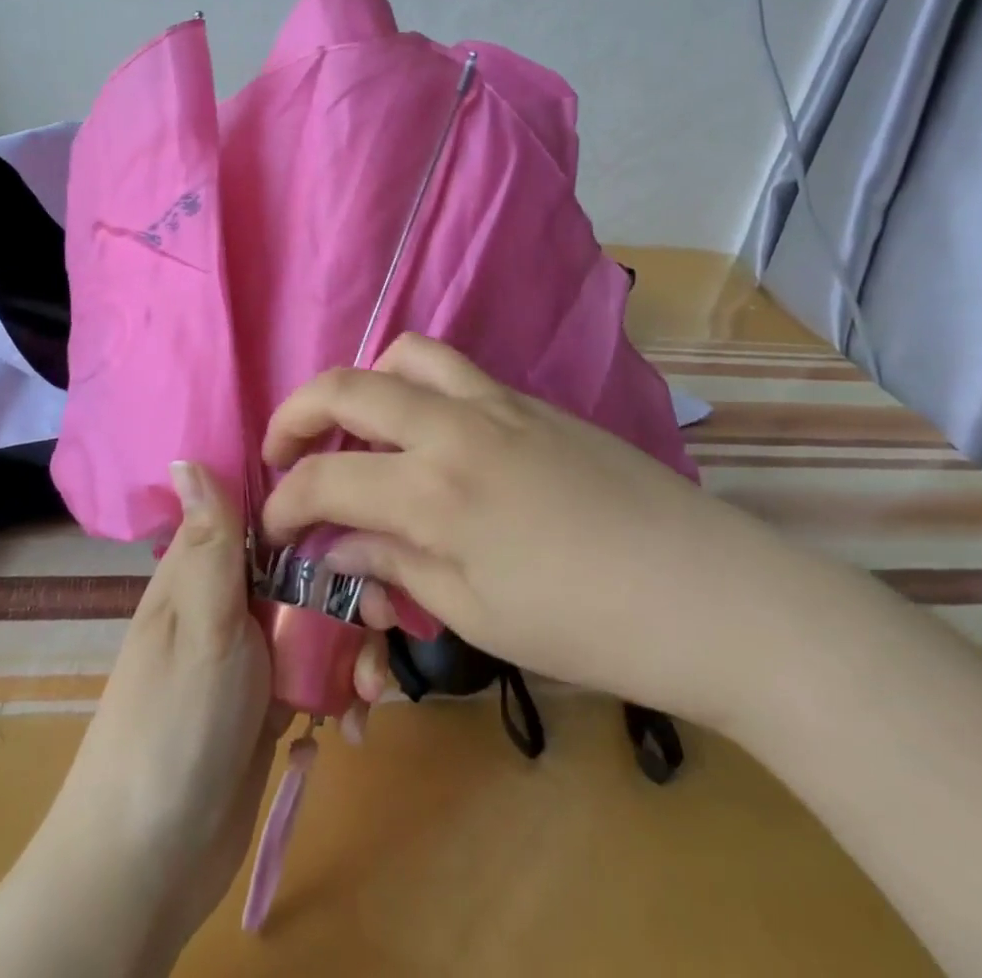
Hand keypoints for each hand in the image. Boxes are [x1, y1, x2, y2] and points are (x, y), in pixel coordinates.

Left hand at [0, 462, 387, 976]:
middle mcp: (232, 599)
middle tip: (385, 623)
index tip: (368, 517)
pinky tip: (358, 722)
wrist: (149, 863)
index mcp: (205, 569)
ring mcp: (256, 651)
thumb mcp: (199, 624)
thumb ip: (210, 542)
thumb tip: (186, 453)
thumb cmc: (173, 726)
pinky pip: (324, 671)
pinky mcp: (276, 698)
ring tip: (371, 691)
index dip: (318, 506)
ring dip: (357, 649)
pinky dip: (346, 690)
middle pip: (310, 566)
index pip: (268, 511)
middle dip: (354, 592)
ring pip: (324, 620)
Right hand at [260, 333, 826, 730]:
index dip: (285, 506)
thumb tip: (340, 549)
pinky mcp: (530, 399)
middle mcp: (453, 427)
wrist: (706, 592)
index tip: (274, 529)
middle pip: (346, 388)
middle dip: (295, 416)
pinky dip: (415, 384)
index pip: (324, 481)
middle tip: (283, 452)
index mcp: (432, 492)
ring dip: (362, 384)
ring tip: (358, 427)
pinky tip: (428, 433)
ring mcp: (496, 402)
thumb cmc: (587, 626)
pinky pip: (453, 369)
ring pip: (404, 356)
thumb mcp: (476, 614)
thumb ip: (397, 567)